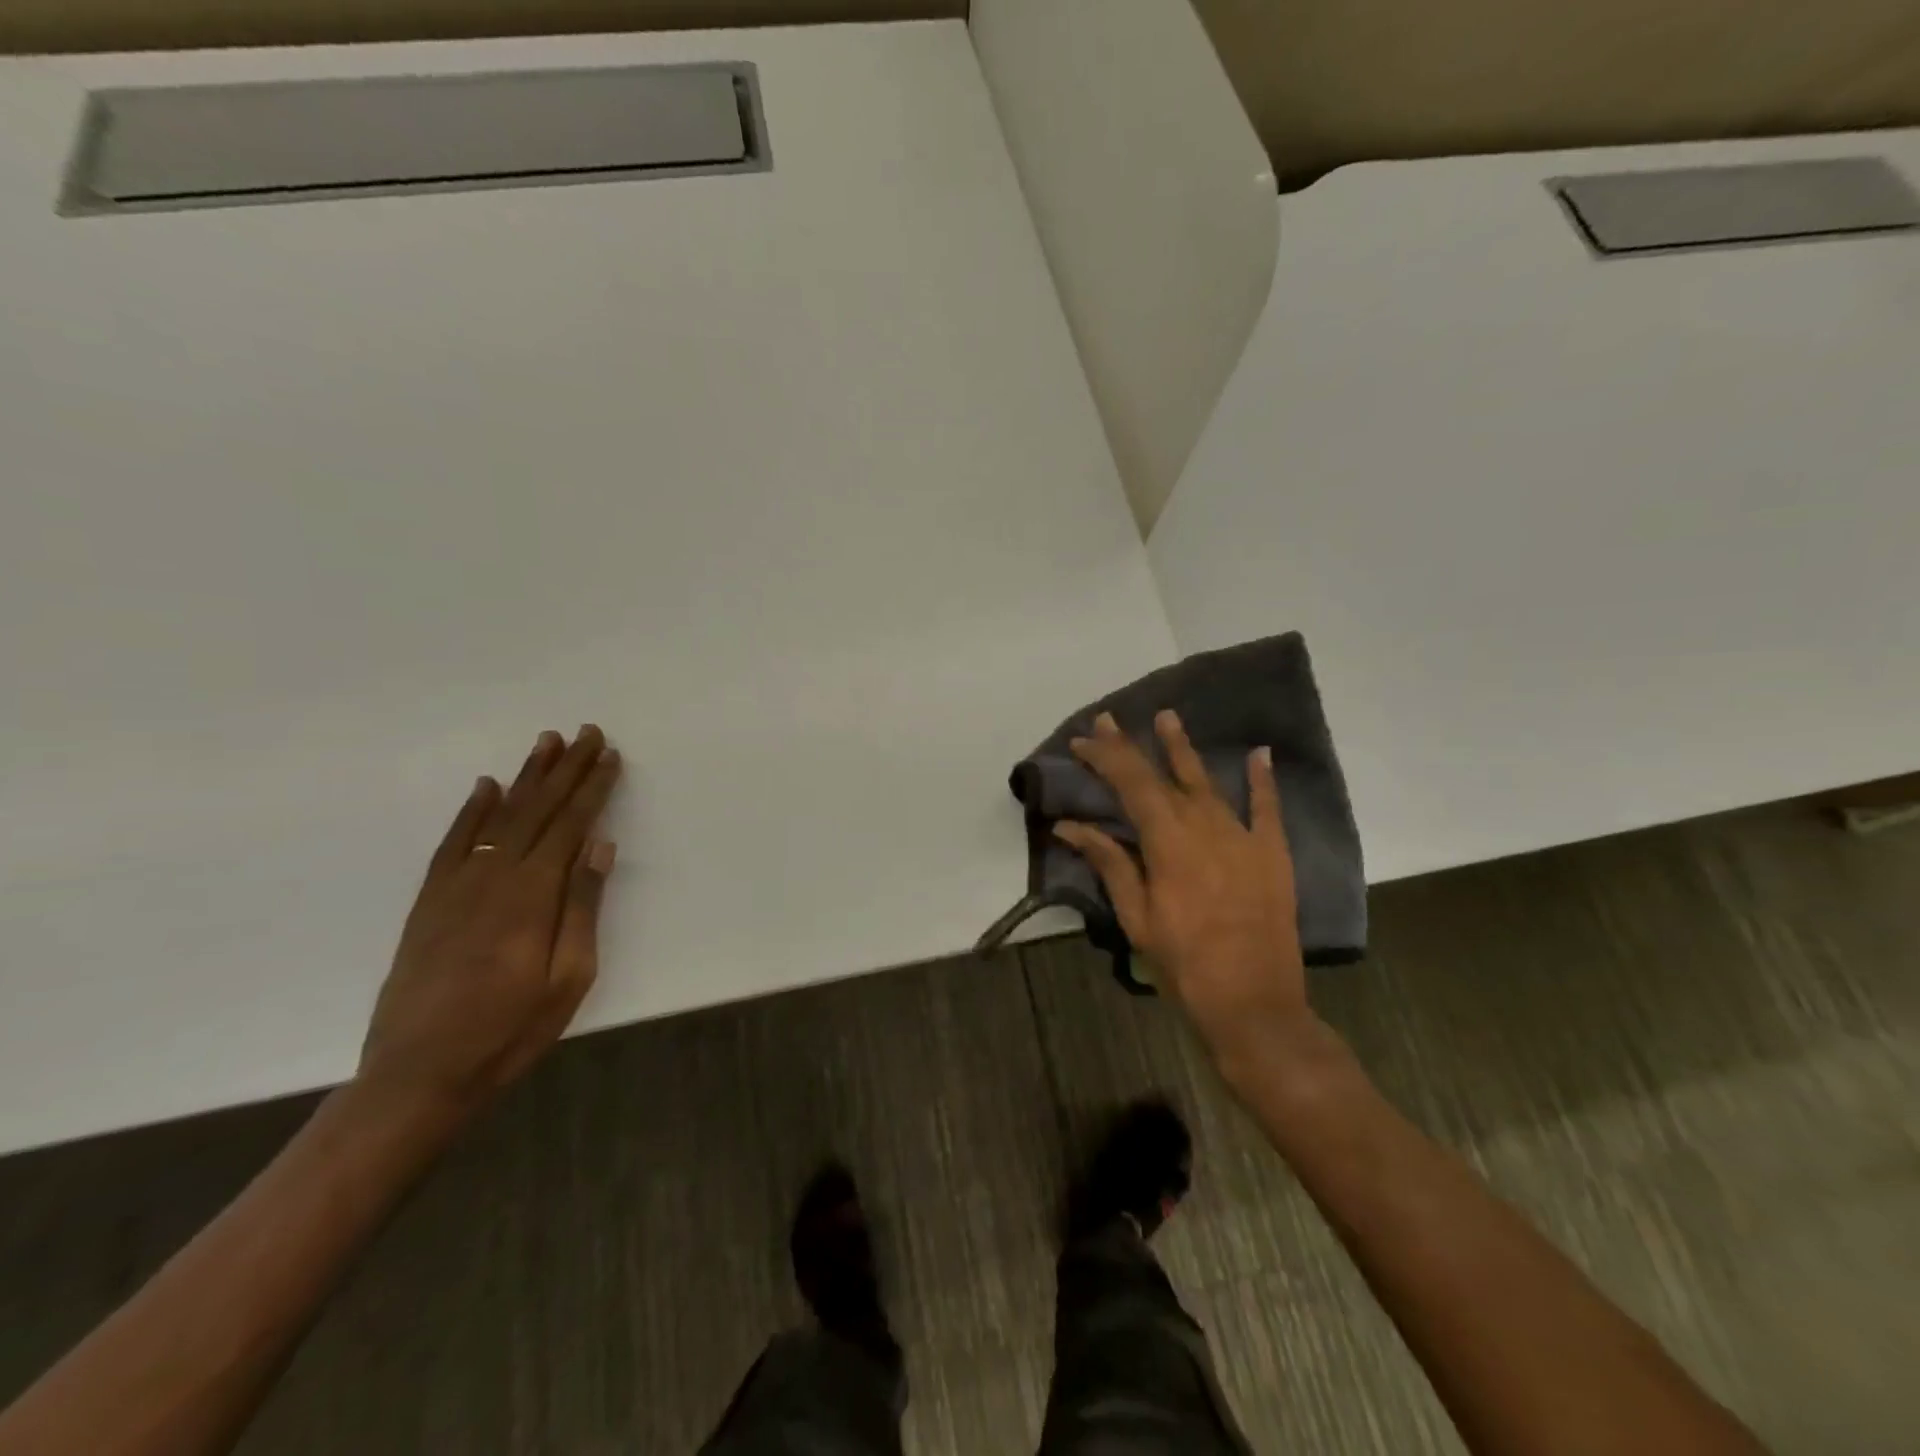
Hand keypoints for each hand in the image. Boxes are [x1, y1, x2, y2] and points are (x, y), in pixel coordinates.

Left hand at [358, 725, 622, 1122]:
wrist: (417, 1075)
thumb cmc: (509, 1031)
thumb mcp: (568, 978)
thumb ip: (582, 908)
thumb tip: (598, 847)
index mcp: (532, 895)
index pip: (570, 825)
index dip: (593, 788)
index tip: (610, 756)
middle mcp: (493, 877)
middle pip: (536, 810)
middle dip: (566, 769)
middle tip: (587, 732)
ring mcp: (455, 886)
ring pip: (497, 816)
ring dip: (525, 776)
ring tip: (546, 742)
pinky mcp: (429, 902)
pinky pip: (454, 843)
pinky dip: (472, 810)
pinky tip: (486, 787)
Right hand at [1054, 711, 1315, 1068]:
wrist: (1254, 1003)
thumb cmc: (1183, 964)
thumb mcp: (1136, 916)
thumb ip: (1110, 863)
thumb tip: (1070, 826)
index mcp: (1167, 840)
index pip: (1130, 783)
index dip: (1105, 757)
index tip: (1083, 739)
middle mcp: (1205, 825)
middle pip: (1164, 774)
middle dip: (1133, 746)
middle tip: (1110, 720)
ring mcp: (1243, 836)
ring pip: (1208, 781)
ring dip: (1184, 749)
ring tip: (1169, 718)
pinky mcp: (1272, 853)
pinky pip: (1267, 807)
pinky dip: (1263, 779)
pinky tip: (1260, 754)